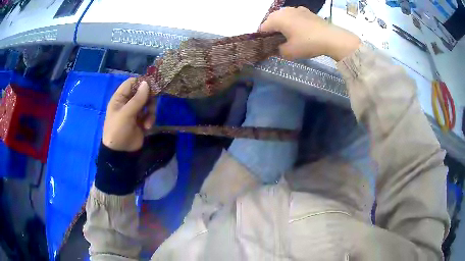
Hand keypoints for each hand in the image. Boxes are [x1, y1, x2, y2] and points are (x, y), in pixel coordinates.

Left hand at [103, 78, 155, 151]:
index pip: (131, 83)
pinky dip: (150, 119)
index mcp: (120, 98)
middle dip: (149, 99)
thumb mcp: (126, 113)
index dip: (141, 82)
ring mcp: (135, 111)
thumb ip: (137, 99)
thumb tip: (147, 83)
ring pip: (148, 103)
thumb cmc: (118, 130)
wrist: (120, 152)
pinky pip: (149, 114)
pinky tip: (147, 127)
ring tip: (148, 121)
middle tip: (151, 105)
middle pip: (142, 92)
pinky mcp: (141, 120)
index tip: (152, 85)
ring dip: (150, 111)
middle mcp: (127, 102)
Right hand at [260, 7, 360, 60]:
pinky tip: (301, 30)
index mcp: (276, 19)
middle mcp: (284, 11)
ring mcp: (296, 9)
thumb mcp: (289, 52)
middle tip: (280, 42)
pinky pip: (295, 16)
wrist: (331, 38)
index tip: (269, 47)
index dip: (263, 38)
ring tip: (291, 36)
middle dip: (273, 30)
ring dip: (284, 25)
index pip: (262, 28)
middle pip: (272, 20)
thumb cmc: (307, 44)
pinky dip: (294, 22)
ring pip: (284, 17)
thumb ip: (278, 50)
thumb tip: (278, 48)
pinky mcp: (307, 11)